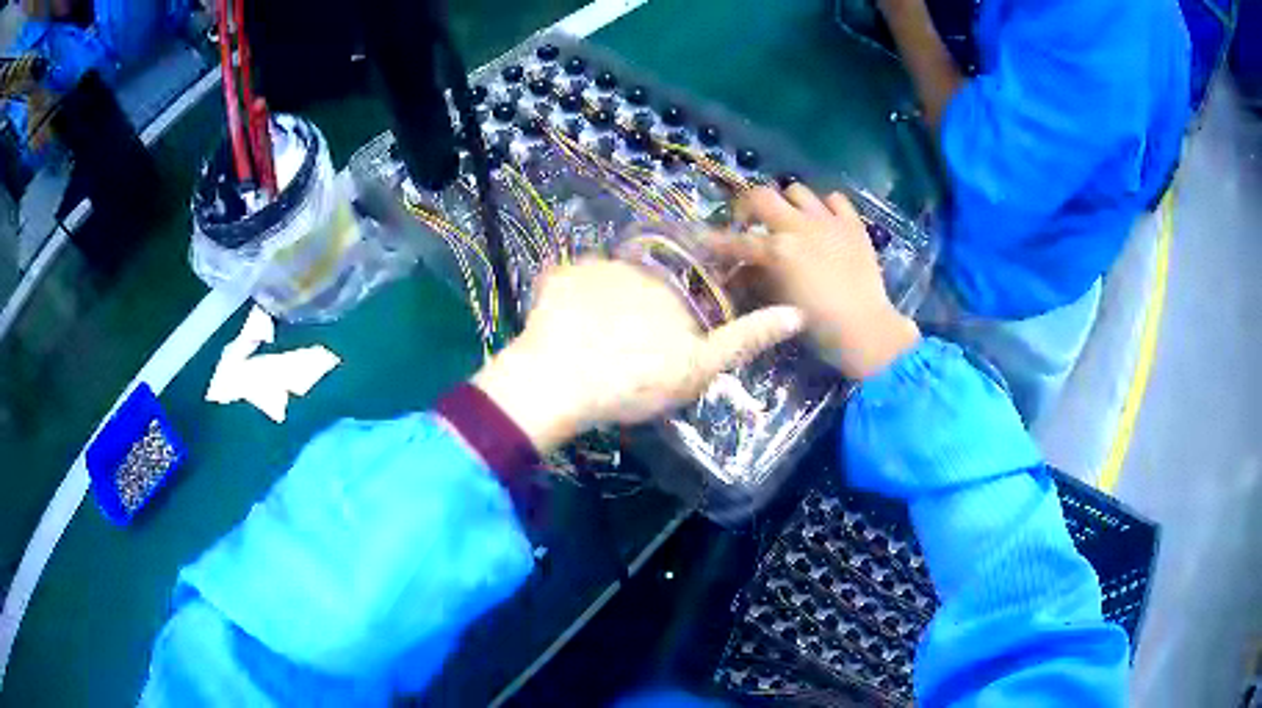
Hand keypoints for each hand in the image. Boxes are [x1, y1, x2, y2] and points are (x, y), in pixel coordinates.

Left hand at [473, 258, 804, 453]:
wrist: (559, 384)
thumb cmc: (637, 379)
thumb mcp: (701, 366)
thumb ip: (746, 338)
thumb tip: (796, 314)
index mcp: (675, 283)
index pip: (697, 272)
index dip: (693, 295)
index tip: (677, 328)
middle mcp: (638, 263)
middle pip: (652, 274)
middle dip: (649, 299)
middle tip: (634, 341)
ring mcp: (592, 266)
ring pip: (612, 277)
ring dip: (612, 298)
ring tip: (600, 338)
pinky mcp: (557, 278)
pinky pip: (572, 281)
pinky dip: (574, 299)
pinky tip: (571, 328)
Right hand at [711, 184, 919, 380]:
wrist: (866, 329)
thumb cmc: (818, 325)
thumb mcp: (778, 303)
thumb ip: (756, 280)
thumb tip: (740, 270)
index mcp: (778, 250)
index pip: (738, 241)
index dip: (717, 241)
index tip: (704, 239)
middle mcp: (800, 227)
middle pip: (762, 196)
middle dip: (749, 206)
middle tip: (750, 220)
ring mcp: (829, 222)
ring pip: (798, 191)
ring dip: (788, 203)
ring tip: (790, 219)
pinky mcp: (853, 224)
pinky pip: (835, 199)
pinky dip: (825, 206)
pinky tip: (824, 222)